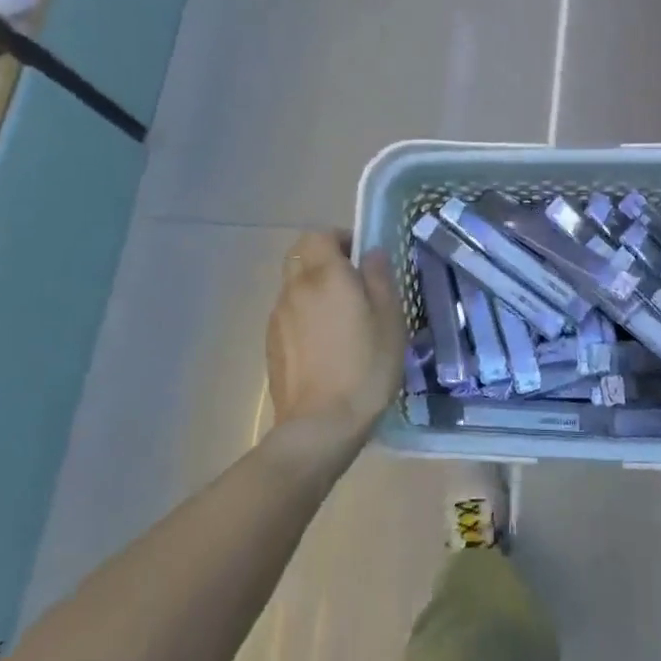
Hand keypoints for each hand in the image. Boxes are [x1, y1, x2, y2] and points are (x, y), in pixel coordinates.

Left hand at [265, 232, 405, 460]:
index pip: (319, 234)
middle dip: (324, 259)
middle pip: (301, 255)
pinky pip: (288, 313)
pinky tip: (324, 345)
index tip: (361, 258)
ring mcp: (278, 316)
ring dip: (313, 288)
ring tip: (341, 319)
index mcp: (325, 275)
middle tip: (352, 284)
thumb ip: (379, 278)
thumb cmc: (365, 368)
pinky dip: (304, 314)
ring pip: (293, 285)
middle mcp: (295, 288)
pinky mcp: (270, 343)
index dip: (340, 238)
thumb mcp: (389, 320)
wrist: (320, 425)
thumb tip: (370, 253)